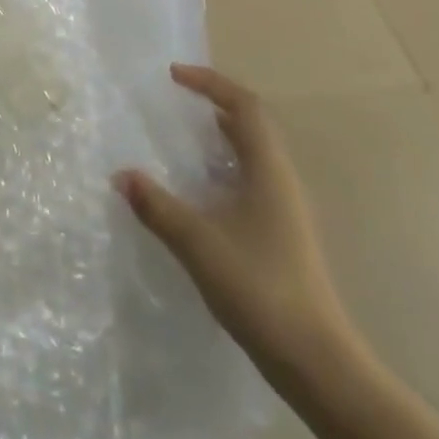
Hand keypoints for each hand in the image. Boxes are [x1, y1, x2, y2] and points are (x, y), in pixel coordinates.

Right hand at [116, 64, 348, 376]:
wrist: (317, 362)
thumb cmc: (260, 288)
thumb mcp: (198, 243)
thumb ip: (157, 206)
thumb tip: (121, 175)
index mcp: (269, 169)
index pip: (244, 105)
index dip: (210, 82)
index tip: (174, 76)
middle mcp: (281, 180)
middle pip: (250, 125)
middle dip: (212, 105)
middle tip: (174, 103)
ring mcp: (285, 209)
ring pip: (251, 155)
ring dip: (218, 139)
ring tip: (180, 141)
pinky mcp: (281, 235)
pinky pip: (250, 182)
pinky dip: (222, 170)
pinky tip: (198, 194)